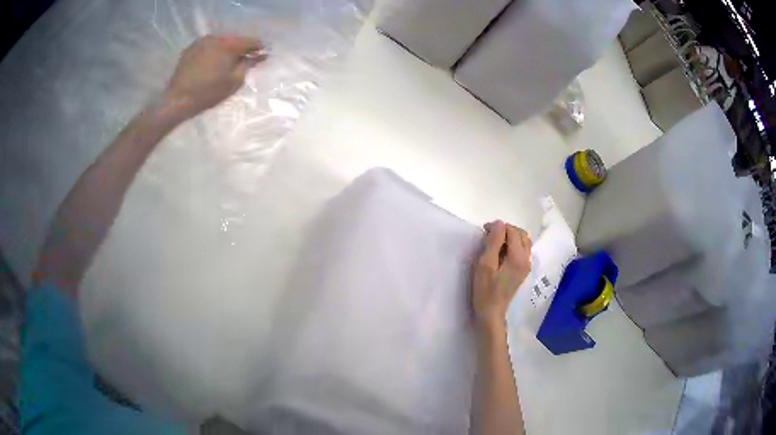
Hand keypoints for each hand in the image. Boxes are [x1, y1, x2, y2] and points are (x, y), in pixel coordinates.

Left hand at [162, 34, 264, 119]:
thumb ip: (248, 65)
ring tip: (230, 62)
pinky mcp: (190, 49)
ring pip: (221, 42)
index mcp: (228, 44)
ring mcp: (201, 42)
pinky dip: (214, 52)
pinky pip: (208, 47)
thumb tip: (259, 55)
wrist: (177, 100)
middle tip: (247, 59)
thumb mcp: (234, 81)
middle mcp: (215, 37)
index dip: (259, 48)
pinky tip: (214, 63)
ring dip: (227, 50)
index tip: (265, 55)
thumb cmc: (208, 92)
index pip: (251, 41)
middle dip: (242, 48)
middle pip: (235, 40)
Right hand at [472, 221, 531, 330]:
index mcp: (518, 257)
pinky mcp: (523, 270)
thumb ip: (493, 242)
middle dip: (505, 230)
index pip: (512, 231)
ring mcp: (526, 265)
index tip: (483, 231)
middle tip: (488, 236)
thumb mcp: (485, 264)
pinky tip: (500, 253)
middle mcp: (526, 259)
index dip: (498, 227)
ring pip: (523, 241)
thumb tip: (499, 223)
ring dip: (510, 237)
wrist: (491, 312)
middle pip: (521, 234)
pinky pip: (522, 250)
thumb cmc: (485, 290)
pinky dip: (512, 245)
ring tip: (494, 243)